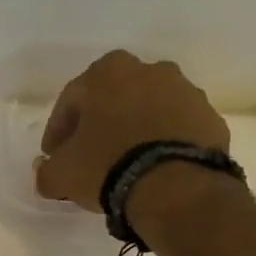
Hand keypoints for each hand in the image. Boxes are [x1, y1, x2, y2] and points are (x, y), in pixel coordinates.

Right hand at [33, 50, 231, 210]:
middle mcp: (149, 70)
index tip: (54, 157)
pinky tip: (154, 169)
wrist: (175, 185)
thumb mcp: (61, 175)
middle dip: (99, 124)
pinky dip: (163, 143)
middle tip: (89, 156)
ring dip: (134, 131)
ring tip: (125, 165)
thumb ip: (46, 171)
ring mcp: (185, 91)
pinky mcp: (209, 118)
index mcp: (107, 72)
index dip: (57, 131)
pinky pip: (176, 129)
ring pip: (148, 110)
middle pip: (113, 98)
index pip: (71, 100)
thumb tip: (45, 171)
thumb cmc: (107, 166)